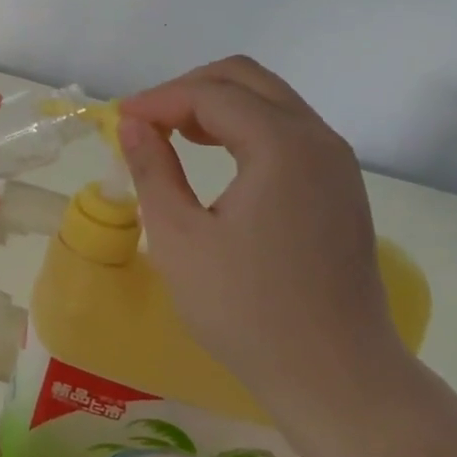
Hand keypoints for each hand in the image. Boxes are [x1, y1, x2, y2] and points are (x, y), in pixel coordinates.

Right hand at [116, 58, 407, 422]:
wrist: (336, 377)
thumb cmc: (247, 309)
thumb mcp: (179, 237)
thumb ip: (152, 169)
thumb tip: (132, 125)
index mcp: (282, 146)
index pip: (210, 94)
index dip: (157, 100)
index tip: (118, 120)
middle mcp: (318, 140)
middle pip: (245, 79)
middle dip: (187, 89)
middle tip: (146, 122)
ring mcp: (335, 163)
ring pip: (269, 100)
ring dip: (216, 105)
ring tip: (171, 135)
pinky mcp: (339, 188)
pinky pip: (286, 130)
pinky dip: (243, 127)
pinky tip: (215, 158)